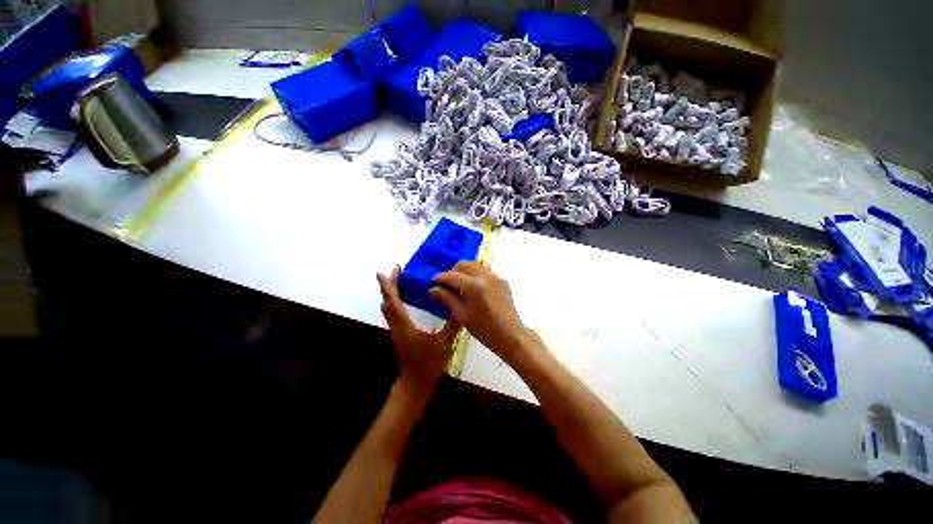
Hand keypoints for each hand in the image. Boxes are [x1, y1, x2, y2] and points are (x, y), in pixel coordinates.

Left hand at [377, 266, 460, 399]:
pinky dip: (396, 302)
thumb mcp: (442, 345)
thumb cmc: (426, 366)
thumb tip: (461, 308)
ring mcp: (395, 331)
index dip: (387, 286)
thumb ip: (452, 326)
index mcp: (403, 326)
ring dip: (391, 293)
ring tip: (401, 281)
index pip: (393, 301)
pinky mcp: (399, 335)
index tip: (383, 272)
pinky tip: (406, 300)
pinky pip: (394, 314)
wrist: (413, 386)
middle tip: (397, 270)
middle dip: (389, 285)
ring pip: (389, 308)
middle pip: (387, 302)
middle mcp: (396, 326)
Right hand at [429, 262, 530, 361]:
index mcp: (474, 285)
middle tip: (446, 284)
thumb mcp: (462, 315)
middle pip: (464, 264)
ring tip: (459, 286)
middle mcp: (485, 276)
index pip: (452, 275)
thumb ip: (447, 299)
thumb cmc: (484, 329)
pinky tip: (473, 290)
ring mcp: (495, 277)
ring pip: (475, 266)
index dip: (440, 278)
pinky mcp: (502, 281)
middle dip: (452, 271)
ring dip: (464, 272)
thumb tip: (432, 289)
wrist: (511, 335)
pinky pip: (484, 272)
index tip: (432, 282)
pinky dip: (475, 275)